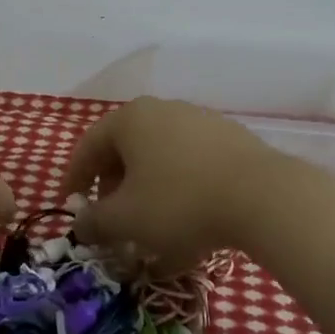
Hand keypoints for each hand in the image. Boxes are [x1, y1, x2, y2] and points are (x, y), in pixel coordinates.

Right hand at [60, 98, 288, 275]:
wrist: (263, 197)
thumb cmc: (180, 203)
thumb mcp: (127, 220)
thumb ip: (94, 221)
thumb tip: (80, 223)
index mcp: (130, 119)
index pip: (89, 145)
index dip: (75, 177)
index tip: (71, 204)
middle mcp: (163, 109)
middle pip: (125, 148)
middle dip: (113, 185)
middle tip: (111, 217)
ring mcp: (200, 120)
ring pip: (160, 156)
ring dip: (147, 188)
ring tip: (150, 224)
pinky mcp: (230, 138)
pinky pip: (191, 162)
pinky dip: (179, 188)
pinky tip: (188, 220)